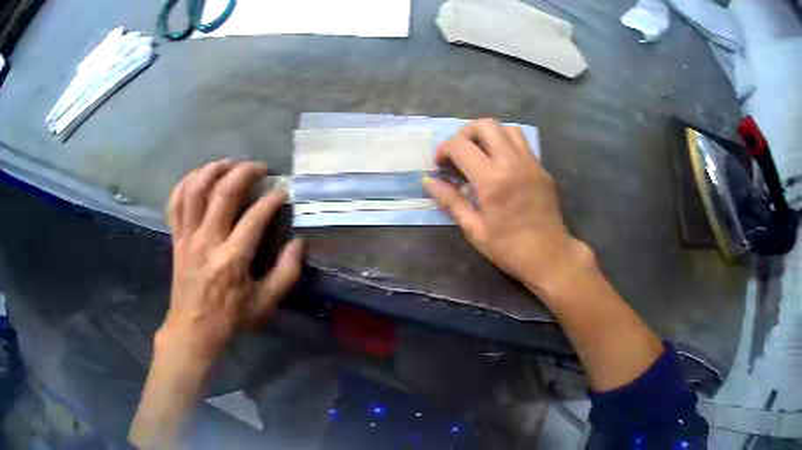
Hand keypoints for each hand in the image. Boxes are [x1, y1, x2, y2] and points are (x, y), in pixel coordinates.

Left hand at [161, 160, 302, 361]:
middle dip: (244, 172)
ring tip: (228, 163)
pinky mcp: (176, 238)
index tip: (283, 191)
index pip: (255, 217)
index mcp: (232, 259)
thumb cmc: (231, 318)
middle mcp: (207, 241)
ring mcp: (188, 237)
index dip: (272, 199)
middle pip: (223, 192)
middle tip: (259, 168)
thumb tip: (298, 243)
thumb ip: (286, 273)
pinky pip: (175, 203)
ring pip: (195, 190)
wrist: (193, 329)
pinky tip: (198, 177)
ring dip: (213, 170)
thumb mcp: (265, 303)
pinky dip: (185, 184)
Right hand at [423, 119, 589, 294]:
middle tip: (458, 153)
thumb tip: (428, 181)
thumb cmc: (509, 249)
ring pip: (507, 128)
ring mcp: (531, 163)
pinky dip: (505, 143)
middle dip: (465, 133)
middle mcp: (513, 163)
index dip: (443, 150)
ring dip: (488, 135)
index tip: (439, 165)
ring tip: (479, 154)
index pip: (460, 146)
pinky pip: (522, 143)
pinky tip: (499, 164)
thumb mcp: (474, 230)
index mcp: (492, 181)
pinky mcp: (542, 168)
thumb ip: (451, 201)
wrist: (550, 256)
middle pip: (485, 125)